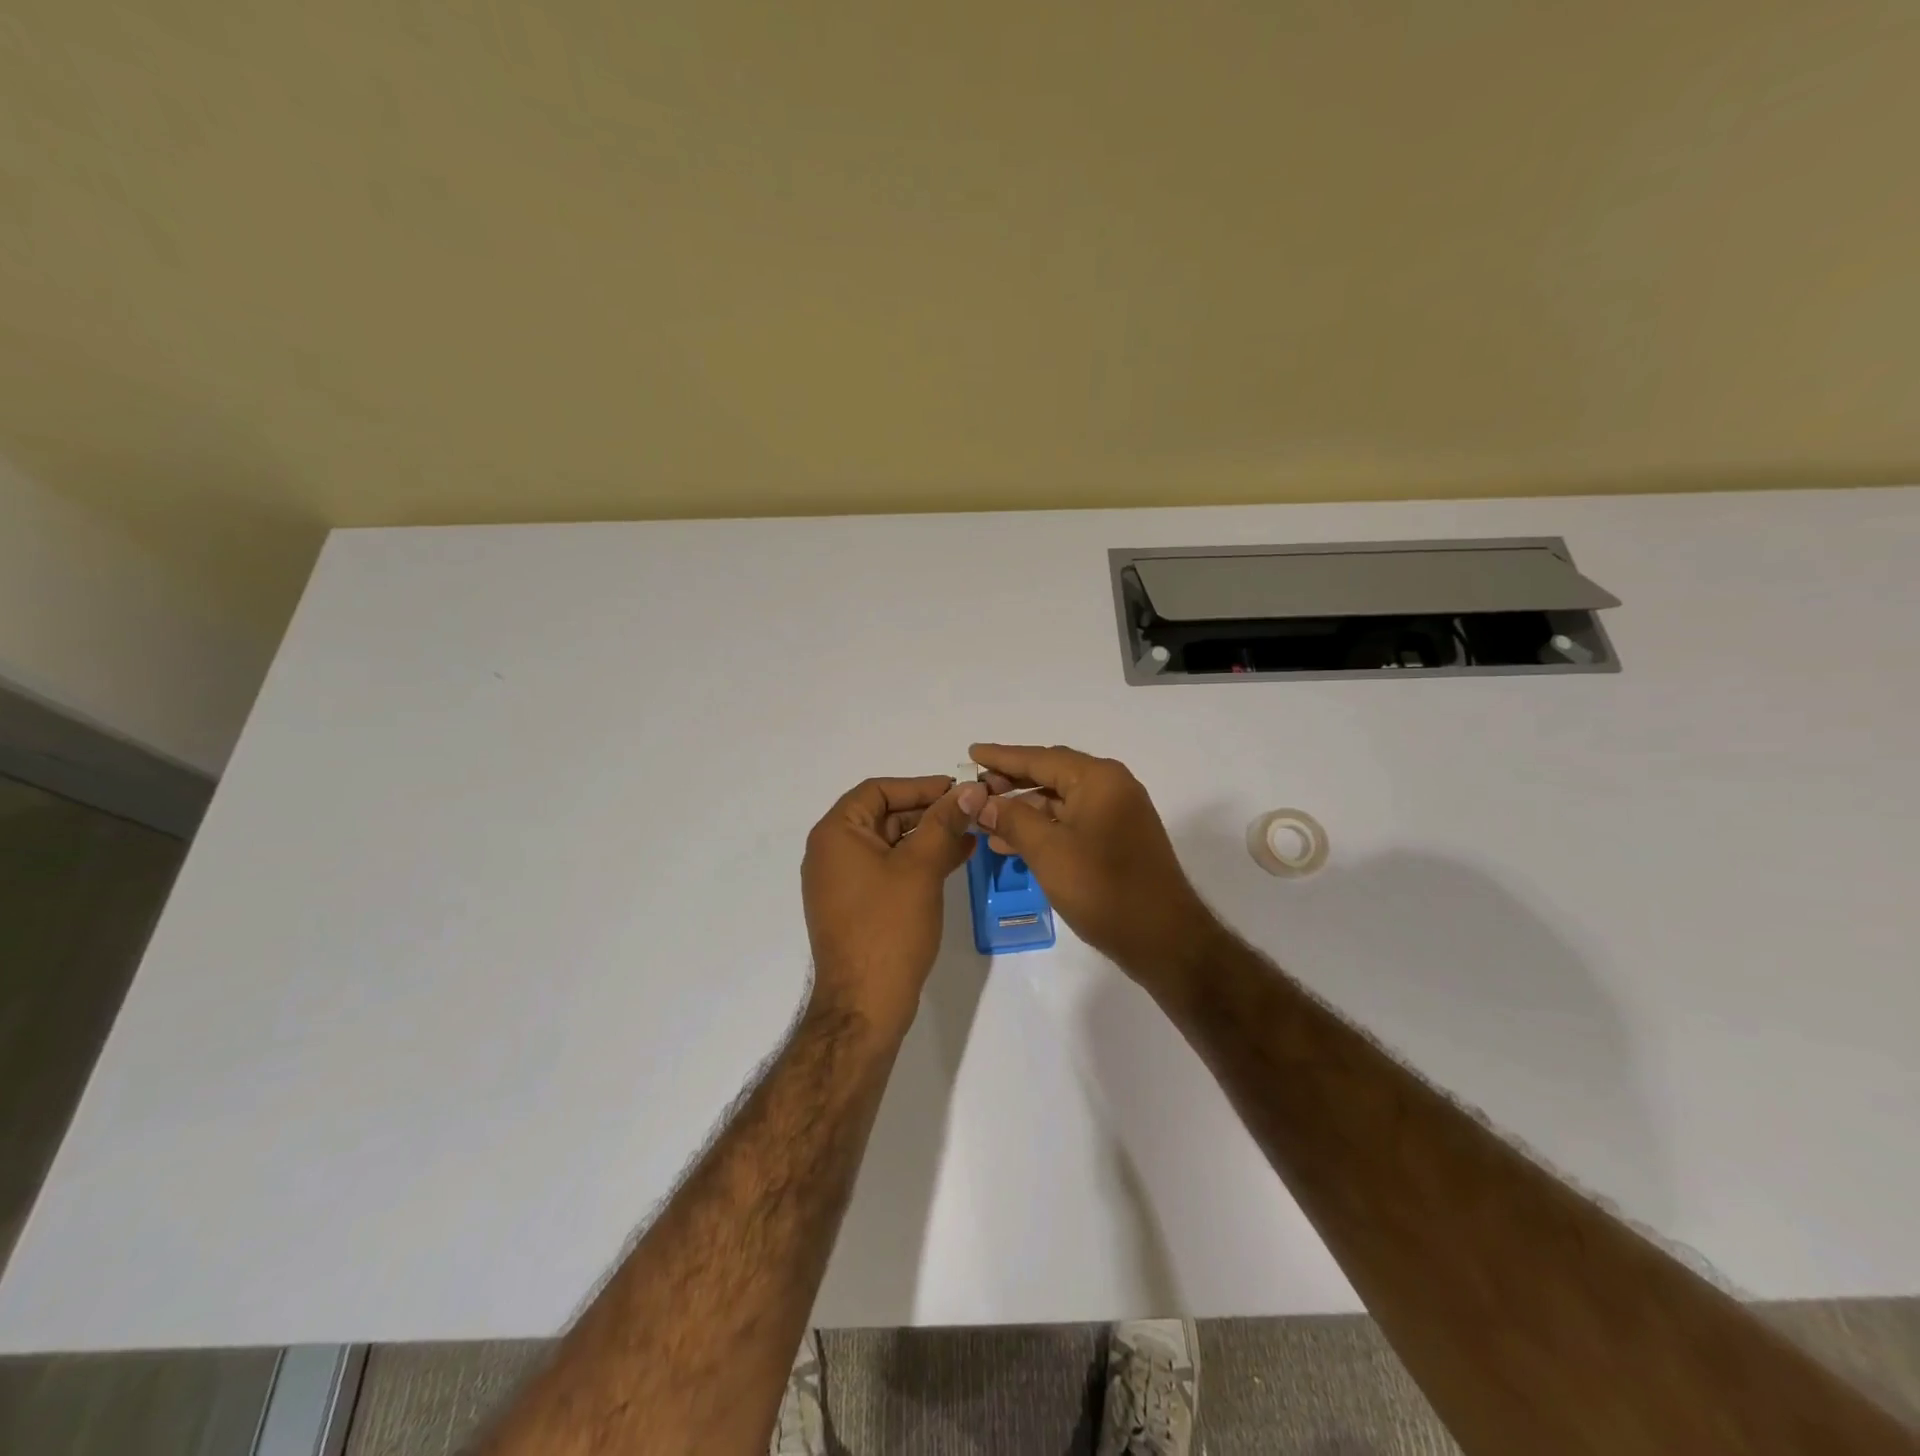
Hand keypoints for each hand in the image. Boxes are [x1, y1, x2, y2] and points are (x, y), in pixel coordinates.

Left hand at [801, 775, 986, 1036]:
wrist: (865, 1004)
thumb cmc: (889, 927)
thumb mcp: (921, 867)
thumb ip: (945, 822)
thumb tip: (971, 787)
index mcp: (836, 834)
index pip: (878, 790)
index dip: (920, 786)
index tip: (958, 790)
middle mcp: (833, 852)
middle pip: (884, 815)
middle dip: (929, 812)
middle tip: (971, 811)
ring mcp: (843, 882)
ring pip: (891, 844)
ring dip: (929, 836)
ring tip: (972, 833)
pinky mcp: (858, 906)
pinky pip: (890, 870)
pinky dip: (919, 861)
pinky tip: (955, 859)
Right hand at [969, 744, 1221, 992]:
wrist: (1163, 939)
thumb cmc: (1104, 889)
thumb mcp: (1049, 852)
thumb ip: (1012, 820)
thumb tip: (981, 802)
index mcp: (1099, 779)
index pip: (1040, 758)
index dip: (1002, 757)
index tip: (971, 752)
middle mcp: (1111, 787)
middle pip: (1051, 774)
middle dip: (1011, 781)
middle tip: (974, 789)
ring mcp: (1117, 814)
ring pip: (1059, 801)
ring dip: (1023, 809)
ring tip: (984, 820)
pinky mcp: (1117, 840)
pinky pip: (1071, 822)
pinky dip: (1042, 828)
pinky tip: (1012, 844)